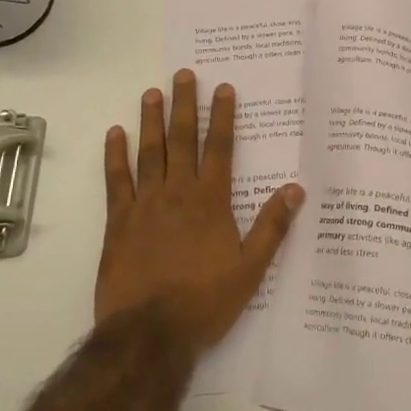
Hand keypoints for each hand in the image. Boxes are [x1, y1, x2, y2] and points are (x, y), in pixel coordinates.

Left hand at [97, 68, 302, 351]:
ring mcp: (145, 204)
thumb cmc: (204, 302)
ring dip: (151, 121)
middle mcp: (178, 193)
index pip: (219, 148)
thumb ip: (272, 227)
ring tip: (151, 92)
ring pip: (149, 152)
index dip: (222, 116)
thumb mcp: (250, 269)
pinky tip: (114, 133)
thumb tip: (295, 189)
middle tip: (183, 75)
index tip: (223, 88)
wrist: (149, 335)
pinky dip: (115, 156)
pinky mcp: (118, 222)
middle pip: (182, 140)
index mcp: (211, 202)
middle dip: (185, 105)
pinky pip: (116, 181)